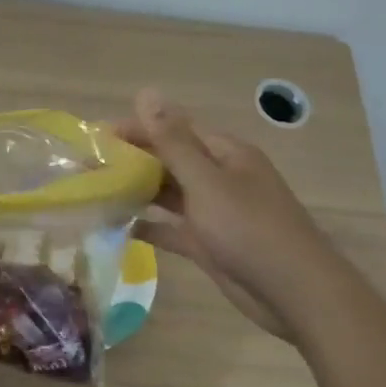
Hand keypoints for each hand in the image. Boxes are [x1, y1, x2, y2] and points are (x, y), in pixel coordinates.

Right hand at [113, 89, 335, 337]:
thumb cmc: (250, 229)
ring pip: (169, 194)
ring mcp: (215, 212)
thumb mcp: (206, 182)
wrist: (297, 295)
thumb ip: (172, 141)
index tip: (96, 137)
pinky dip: (150, 225)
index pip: (173, 129)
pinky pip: (173, 227)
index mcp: (224, 153)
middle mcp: (219, 177)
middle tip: (88, 167)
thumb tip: (146, 92)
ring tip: (96, 193)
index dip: (136, 129)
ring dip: (138, 191)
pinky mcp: (210, 244)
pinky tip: (118, 227)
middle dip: (132, 161)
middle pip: (169, 160)